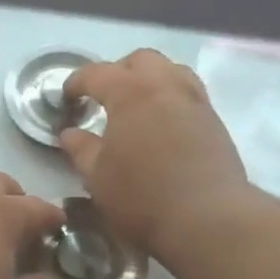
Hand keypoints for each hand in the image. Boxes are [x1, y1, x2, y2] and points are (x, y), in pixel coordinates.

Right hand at [60, 50, 248, 261]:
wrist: (207, 218)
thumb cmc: (142, 196)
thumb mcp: (97, 177)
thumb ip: (81, 149)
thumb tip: (70, 133)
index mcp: (130, 92)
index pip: (96, 73)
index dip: (76, 83)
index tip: (66, 100)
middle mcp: (165, 85)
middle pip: (139, 60)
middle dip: (117, 73)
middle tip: (103, 99)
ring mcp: (194, 100)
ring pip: (170, 70)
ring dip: (148, 80)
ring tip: (136, 107)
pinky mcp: (214, 120)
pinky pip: (188, 92)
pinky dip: (169, 98)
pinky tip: (161, 125)